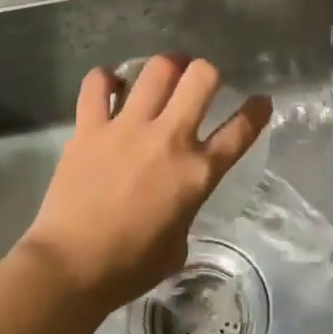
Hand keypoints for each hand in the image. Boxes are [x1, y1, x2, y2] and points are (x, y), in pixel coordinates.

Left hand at [18, 56, 272, 309]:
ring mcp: (128, 128)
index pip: (240, 130)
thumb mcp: (179, 243)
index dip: (257, 111)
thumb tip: (177, 197)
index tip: (261, 101)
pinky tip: (111, 86)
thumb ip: (186, 208)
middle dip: (208, 71)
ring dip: (166, 66)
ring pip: (157, 70)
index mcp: (197, 173)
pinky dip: (106, 80)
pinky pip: (98, 84)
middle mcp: (169, 139)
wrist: (71, 268)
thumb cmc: (130, 267)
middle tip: (200, 80)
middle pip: (202, 78)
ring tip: (165, 71)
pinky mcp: (90, 127)